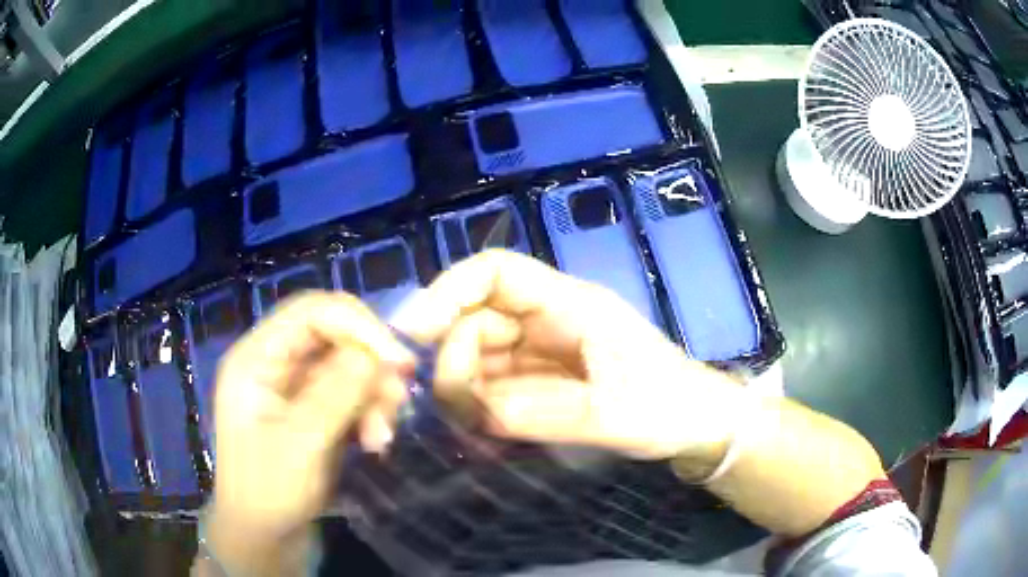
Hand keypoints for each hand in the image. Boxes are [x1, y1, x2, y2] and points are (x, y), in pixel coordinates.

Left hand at [206, 293, 414, 574]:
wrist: (265, 540)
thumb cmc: (270, 494)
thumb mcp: (302, 444)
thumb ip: (337, 393)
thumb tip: (378, 353)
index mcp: (256, 359)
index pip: (311, 311)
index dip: (358, 325)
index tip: (399, 361)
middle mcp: (275, 364)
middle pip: (334, 335)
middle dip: (370, 365)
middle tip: (399, 399)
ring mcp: (295, 389)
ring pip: (348, 365)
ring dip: (374, 395)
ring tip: (382, 437)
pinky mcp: (313, 412)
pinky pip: (351, 394)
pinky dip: (370, 412)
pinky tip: (375, 443)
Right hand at [392, 250, 745, 464]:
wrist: (695, 425)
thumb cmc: (668, 406)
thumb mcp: (614, 413)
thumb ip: (543, 413)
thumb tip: (475, 411)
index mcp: (570, 305)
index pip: (495, 273)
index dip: (447, 291)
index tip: (411, 332)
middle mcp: (548, 320)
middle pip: (476, 319)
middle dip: (456, 360)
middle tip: (463, 410)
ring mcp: (541, 351)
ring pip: (478, 356)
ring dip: (467, 389)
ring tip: (481, 428)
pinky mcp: (541, 379)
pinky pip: (494, 384)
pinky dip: (483, 406)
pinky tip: (490, 430)